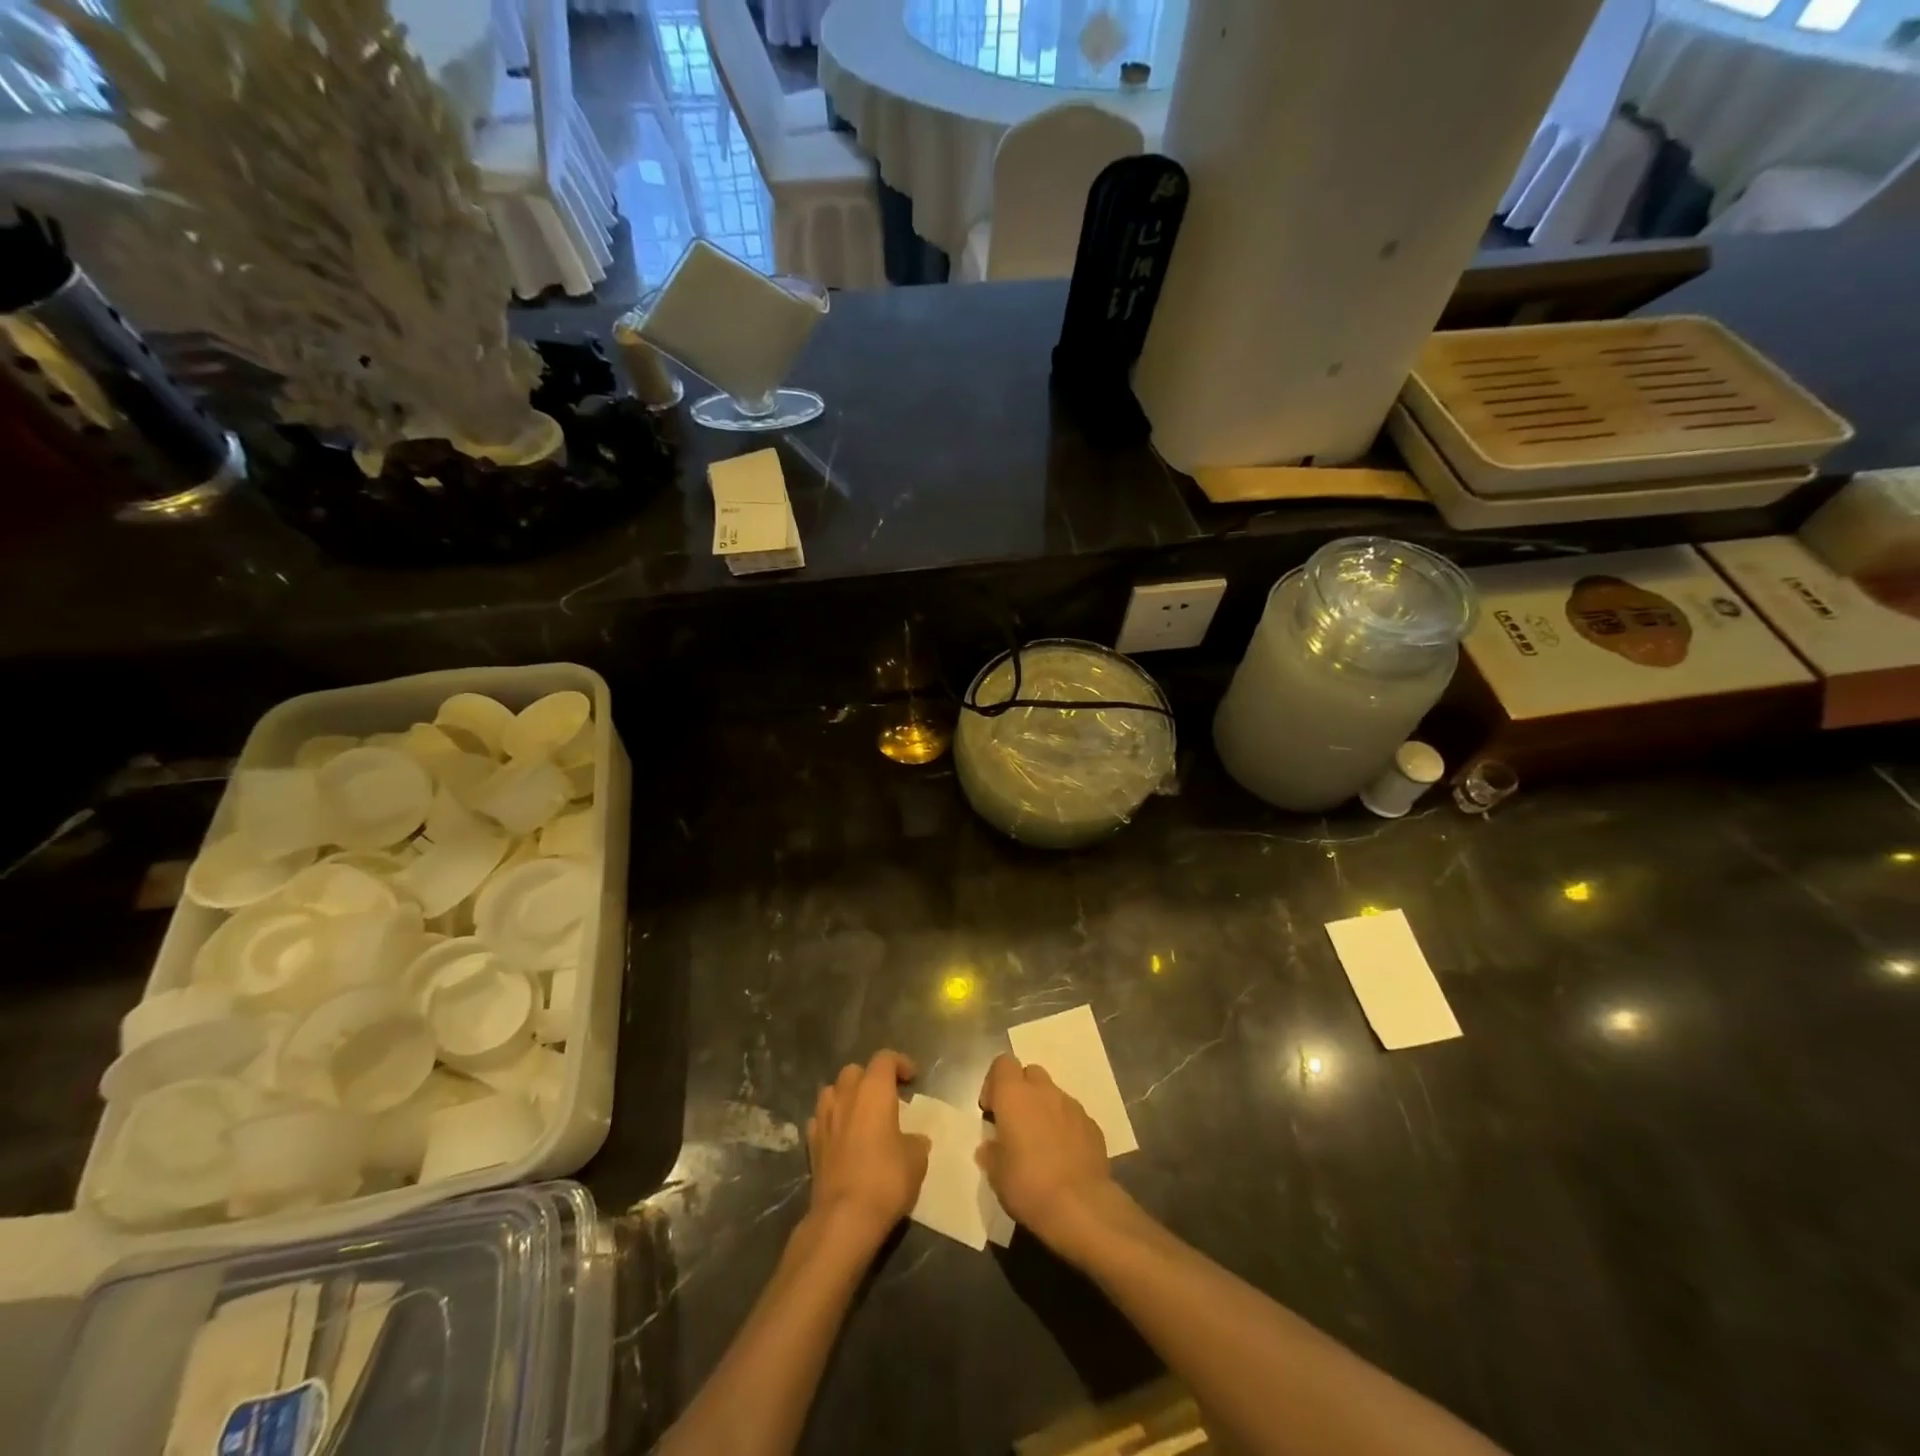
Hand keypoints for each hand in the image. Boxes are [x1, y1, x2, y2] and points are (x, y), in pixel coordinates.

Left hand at [807, 1050, 929, 1247]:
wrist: (844, 1217)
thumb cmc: (886, 1179)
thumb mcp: (916, 1159)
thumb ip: (916, 1141)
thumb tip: (914, 1139)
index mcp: (874, 1090)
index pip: (885, 1059)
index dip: (900, 1063)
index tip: (912, 1078)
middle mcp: (846, 1095)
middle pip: (855, 1071)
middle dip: (870, 1078)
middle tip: (887, 1097)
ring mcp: (823, 1118)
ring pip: (833, 1091)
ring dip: (847, 1096)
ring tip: (861, 1114)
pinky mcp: (811, 1144)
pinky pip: (821, 1119)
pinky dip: (832, 1121)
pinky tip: (842, 1136)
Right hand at [977, 1054, 1125, 1252]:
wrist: (1081, 1206)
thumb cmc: (1028, 1184)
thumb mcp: (996, 1175)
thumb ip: (991, 1153)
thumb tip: (990, 1147)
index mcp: (1014, 1094)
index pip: (1002, 1063)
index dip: (994, 1083)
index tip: (992, 1111)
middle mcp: (1044, 1091)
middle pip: (1030, 1074)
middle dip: (1022, 1092)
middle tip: (1016, 1124)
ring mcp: (1072, 1106)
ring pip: (1053, 1095)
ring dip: (1044, 1110)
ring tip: (1041, 1144)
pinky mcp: (1092, 1125)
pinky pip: (1073, 1117)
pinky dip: (1065, 1128)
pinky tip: (1063, 1157)